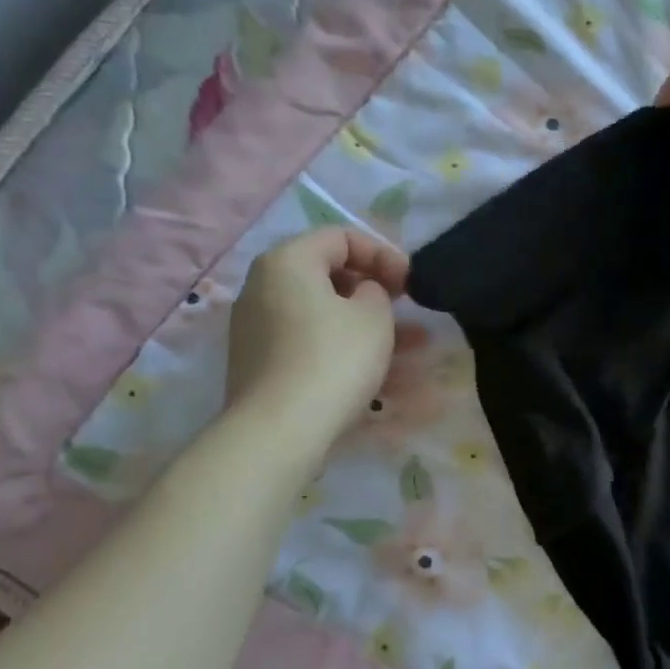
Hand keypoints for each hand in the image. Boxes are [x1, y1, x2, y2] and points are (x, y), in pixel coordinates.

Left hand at [226, 228, 408, 428]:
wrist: (279, 431)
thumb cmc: (333, 359)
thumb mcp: (374, 315)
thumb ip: (377, 290)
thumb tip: (363, 294)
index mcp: (287, 261)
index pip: (340, 237)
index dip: (383, 253)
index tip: (411, 283)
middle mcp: (263, 287)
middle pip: (327, 274)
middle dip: (375, 290)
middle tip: (406, 308)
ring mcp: (257, 327)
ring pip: (323, 313)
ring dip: (367, 323)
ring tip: (412, 345)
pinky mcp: (262, 363)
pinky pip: (311, 341)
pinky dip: (344, 346)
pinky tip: (379, 369)